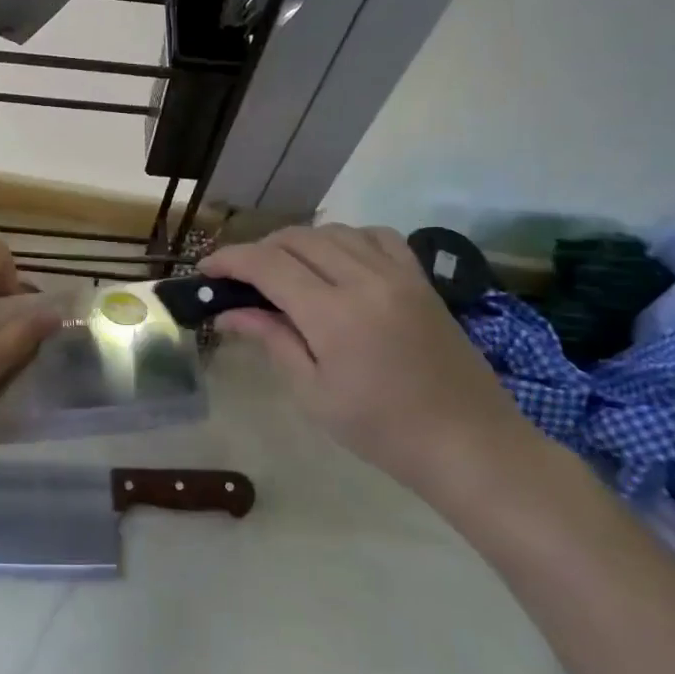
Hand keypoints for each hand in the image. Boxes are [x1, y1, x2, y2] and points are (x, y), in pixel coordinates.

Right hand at [201, 224, 529, 490]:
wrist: (469, 443)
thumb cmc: (381, 429)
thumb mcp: (313, 393)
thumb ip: (270, 340)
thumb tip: (226, 313)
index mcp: (333, 313)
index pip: (267, 264)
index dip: (230, 260)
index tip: (205, 270)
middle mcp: (365, 279)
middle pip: (297, 238)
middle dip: (259, 250)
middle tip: (239, 277)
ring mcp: (399, 274)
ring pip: (334, 231)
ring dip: (298, 242)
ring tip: (283, 269)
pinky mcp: (421, 279)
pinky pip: (376, 236)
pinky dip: (345, 238)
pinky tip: (337, 261)